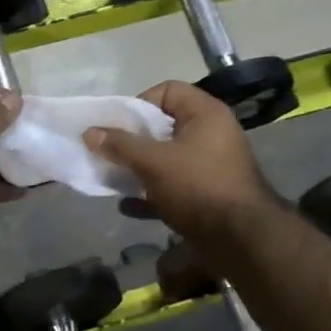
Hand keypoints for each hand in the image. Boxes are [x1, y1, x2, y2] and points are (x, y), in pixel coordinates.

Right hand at [85, 81, 276, 243]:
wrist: (240, 240)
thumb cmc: (197, 187)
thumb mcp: (154, 162)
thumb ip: (120, 145)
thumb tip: (89, 132)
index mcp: (206, 115)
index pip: (167, 91)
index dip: (139, 103)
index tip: (117, 126)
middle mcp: (211, 135)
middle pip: (164, 126)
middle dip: (133, 140)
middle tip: (110, 153)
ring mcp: (211, 167)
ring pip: (167, 159)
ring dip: (139, 168)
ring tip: (114, 178)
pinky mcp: (207, 196)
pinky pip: (173, 187)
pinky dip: (151, 194)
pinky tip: (127, 206)